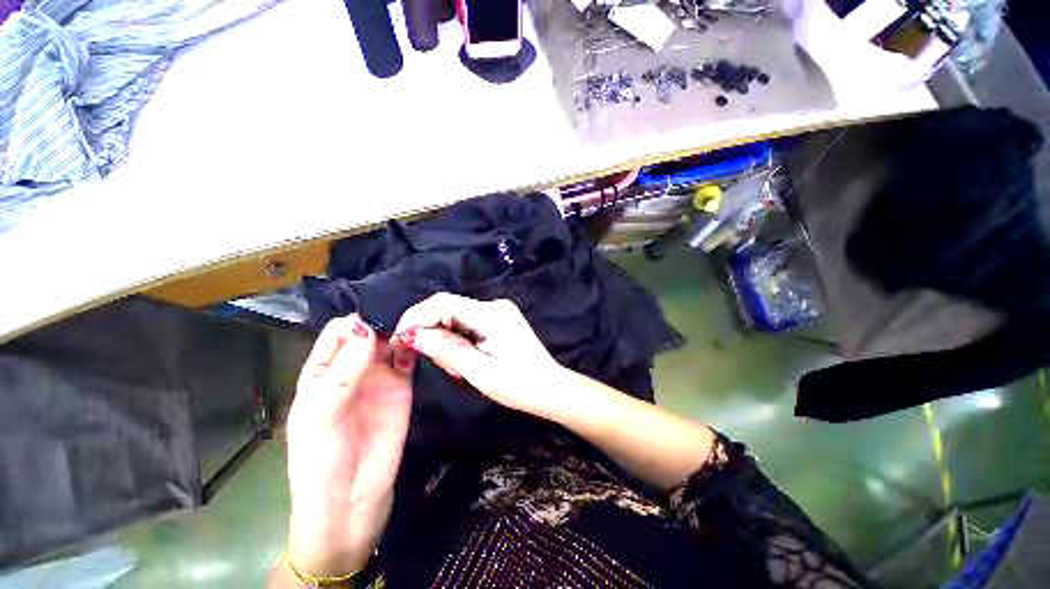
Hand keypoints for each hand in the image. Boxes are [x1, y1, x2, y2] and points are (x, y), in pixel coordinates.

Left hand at [284, 315, 414, 578]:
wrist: (352, 500)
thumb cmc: (321, 459)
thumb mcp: (321, 414)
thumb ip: (343, 372)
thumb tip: (366, 329)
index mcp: (322, 372)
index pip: (337, 334)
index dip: (353, 323)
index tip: (374, 320)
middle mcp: (352, 369)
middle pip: (368, 334)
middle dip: (383, 322)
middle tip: (402, 316)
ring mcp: (380, 377)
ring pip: (390, 343)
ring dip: (400, 333)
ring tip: (415, 325)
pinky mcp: (403, 386)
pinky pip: (408, 360)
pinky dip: (413, 348)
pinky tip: (419, 343)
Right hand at [392, 293, 566, 418]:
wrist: (550, 388)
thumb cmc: (519, 386)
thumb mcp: (480, 372)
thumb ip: (447, 350)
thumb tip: (412, 334)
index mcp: (492, 314)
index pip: (443, 303)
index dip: (416, 317)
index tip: (399, 341)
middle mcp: (494, 306)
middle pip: (448, 308)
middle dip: (431, 332)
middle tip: (432, 362)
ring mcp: (498, 312)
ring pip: (456, 317)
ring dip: (445, 339)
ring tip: (457, 368)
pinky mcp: (499, 320)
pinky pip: (467, 323)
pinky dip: (458, 340)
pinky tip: (466, 360)